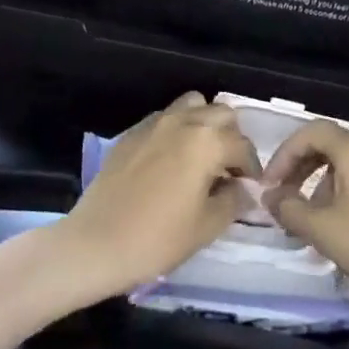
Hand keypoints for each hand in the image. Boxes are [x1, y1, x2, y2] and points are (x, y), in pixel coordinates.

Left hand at [55, 93, 259, 300]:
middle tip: (228, 169)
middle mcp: (183, 121)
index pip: (242, 145)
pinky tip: (171, 160)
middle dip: (231, 137)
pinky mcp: (131, 133)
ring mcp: (154, 123)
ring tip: (202, 155)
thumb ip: (234, 200)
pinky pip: (164, 118)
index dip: (252, 168)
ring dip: (204, 124)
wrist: (96, 244)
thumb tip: (244, 189)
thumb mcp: (207, 226)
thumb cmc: (158, 239)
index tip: (250, 188)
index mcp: (207, 142)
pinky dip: (177, 129)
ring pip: (192, 105)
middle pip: (221, 113)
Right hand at [261, 123, 348, 311]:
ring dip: (318, 188)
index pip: (311, 132)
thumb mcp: (321, 228)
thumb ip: (289, 208)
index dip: (284, 154)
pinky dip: (339, 200)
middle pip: (328, 147)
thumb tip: (270, 197)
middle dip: (300, 170)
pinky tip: (335, 233)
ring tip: (307, 223)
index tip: (269, 184)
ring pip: (344, 169)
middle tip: (282, 198)